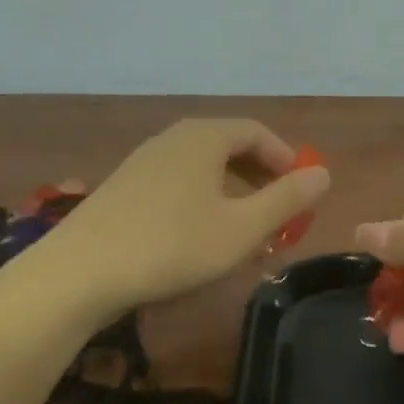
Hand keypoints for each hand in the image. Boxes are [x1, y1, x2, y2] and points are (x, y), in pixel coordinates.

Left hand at [49, 119, 330, 318]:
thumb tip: (323, 174)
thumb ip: (287, 200)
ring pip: (202, 166)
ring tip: (244, 228)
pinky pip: (177, 182)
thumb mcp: (242, 229)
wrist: (80, 271)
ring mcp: (143, 161)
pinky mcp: (123, 187)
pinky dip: (202, 200)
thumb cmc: (172, 246)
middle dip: (260, 176)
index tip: (302, 191)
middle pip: (228, 145)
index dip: (286, 158)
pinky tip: (199, 236)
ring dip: (231, 191)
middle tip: (278, 212)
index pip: (256, 132)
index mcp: (204, 137)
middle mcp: (173, 138)